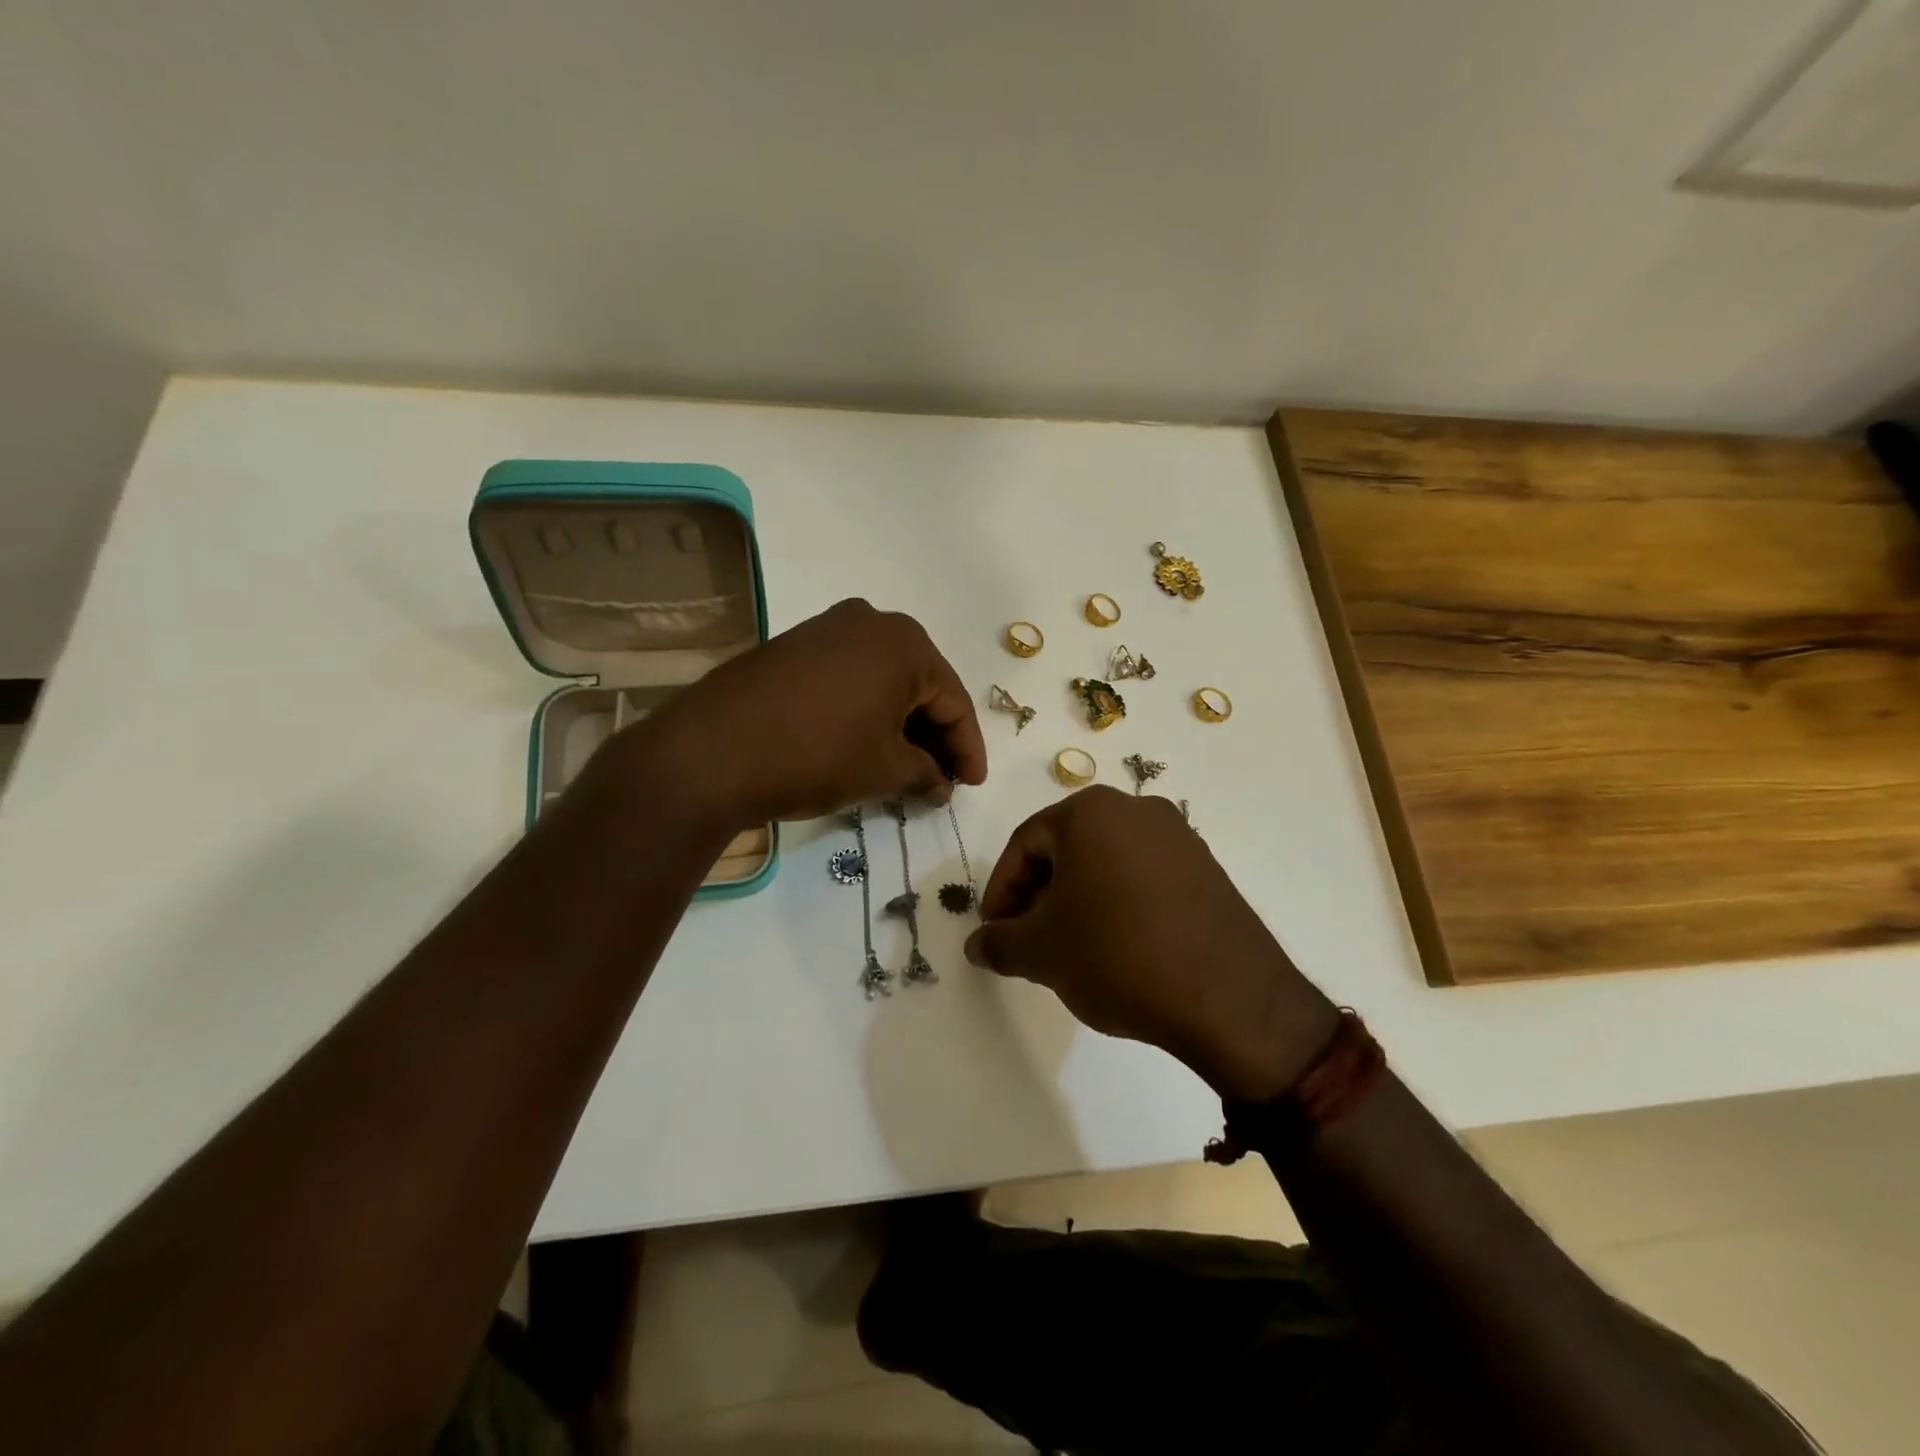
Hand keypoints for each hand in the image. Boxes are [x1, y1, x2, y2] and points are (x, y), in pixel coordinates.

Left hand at [637, 599, 987, 826]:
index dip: (968, 748)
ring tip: (906, 769)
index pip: (954, 701)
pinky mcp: (793, 646)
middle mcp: (870, 621)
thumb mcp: (885, 770)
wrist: (711, 752)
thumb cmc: (817, 755)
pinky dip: (866, 711)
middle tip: (942, 779)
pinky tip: (866, 744)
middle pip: (920, 685)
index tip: (972, 784)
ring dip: (900, 724)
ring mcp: (826, 629)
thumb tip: (941, 784)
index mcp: (905, 642)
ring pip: (884, 681)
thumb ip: (926, 774)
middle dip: (935, 735)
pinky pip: (849, 678)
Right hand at [964, 787, 1338, 1102]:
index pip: (1026, 843)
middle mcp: (1136, 809)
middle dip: (1039, 895)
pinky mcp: (1208, 869)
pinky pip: (1144, 877)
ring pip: (1106, 862)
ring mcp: (1179, 837)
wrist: (1230, 998)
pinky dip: (1119, 903)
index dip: (1001, 890)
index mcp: (1090, 812)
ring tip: (1072, 949)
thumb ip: (998, 942)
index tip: (996, 932)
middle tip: (1029, 941)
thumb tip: (976, 945)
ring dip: (1078, 900)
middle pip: (1067, 848)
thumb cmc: (1118, 956)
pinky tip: (1119, 948)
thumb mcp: (1042, 953)